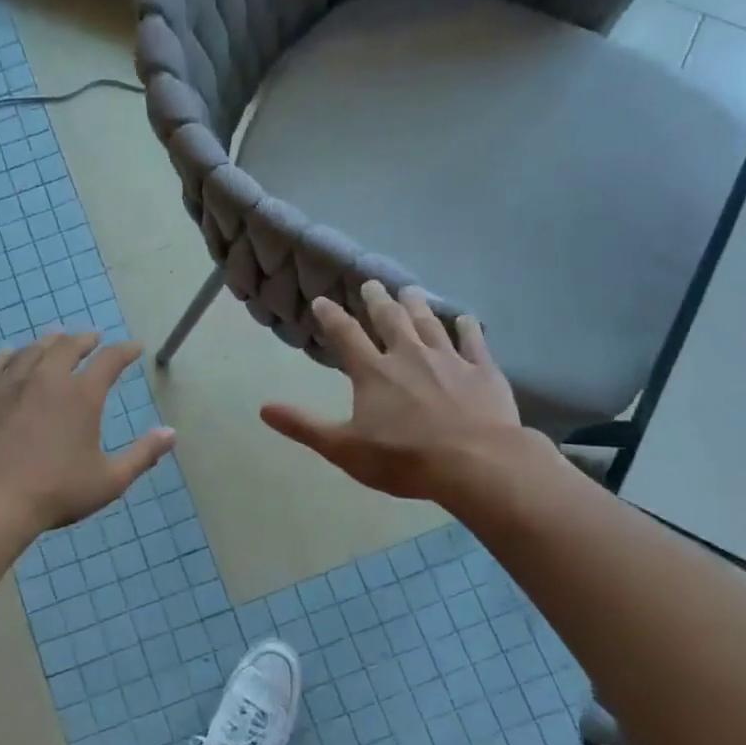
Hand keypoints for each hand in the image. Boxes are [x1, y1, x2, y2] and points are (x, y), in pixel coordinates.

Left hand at [0, 332, 176, 531]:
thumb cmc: (55, 492)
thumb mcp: (109, 480)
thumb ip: (142, 454)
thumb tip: (170, 433)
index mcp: (81, 396)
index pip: (109, 361)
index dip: (124, 351)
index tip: (133, 348)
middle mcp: (46, 379)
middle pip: (67, 346)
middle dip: (83, 339)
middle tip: (91, 338)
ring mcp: (7, 384)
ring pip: (30, 351)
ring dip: (47, 342)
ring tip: (54, 339)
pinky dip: (6, 356)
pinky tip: (8, 355)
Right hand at [261, 281, 543, 502]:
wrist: (474, 462)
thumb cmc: (404, 458)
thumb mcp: (344, 448)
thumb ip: (304, 426)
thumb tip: (263, 409)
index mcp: (373, 372)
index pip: (346, 335)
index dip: (331, 316)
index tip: (322, 301)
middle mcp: (408, 355)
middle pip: (390, 319)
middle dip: (377, 300)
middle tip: (371, 283)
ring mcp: (448, 359)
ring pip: (429, 323)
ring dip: (417, 305)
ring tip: (410, 290)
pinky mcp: (482, 370)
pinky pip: (472, 341)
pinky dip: (466, 327)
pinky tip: (463, 318)